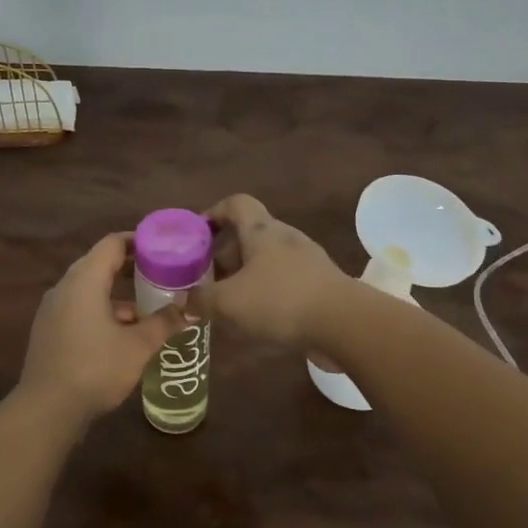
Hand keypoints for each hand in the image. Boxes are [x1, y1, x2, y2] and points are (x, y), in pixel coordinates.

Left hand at [17, 232, 191, 428]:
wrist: (47, 409)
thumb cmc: (95, 369)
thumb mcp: (138, 346)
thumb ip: (164, 323)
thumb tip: (190, 309)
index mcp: (84, 280)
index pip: (112, 244)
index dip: (138, 241)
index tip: (163, 247)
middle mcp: (65, 287)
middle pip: (99, 264)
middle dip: (131, 268)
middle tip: (162, 274)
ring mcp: (53, 309)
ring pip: (89, 289)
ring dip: (117, 294)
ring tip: (149, 308)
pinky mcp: (49, 330)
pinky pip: (79, 308)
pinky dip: (102, 311)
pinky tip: (123, 333)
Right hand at [196, 195, 351, 347]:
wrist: (345, 324)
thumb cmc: (280, 300)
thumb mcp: (229, 302)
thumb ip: (200, 300)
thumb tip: (183, 301)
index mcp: (262, 230)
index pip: (236, 203)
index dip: (213, 212)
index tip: (197, 234)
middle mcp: (285, 238)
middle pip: (249, 234)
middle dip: (224, 255)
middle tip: (206, 279)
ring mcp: (307, 260)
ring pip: (266, 260)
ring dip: (245, 276)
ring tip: (227, 302)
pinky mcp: (320, 284)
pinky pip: (284, 281)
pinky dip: (266, 293)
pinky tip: (257, 319)